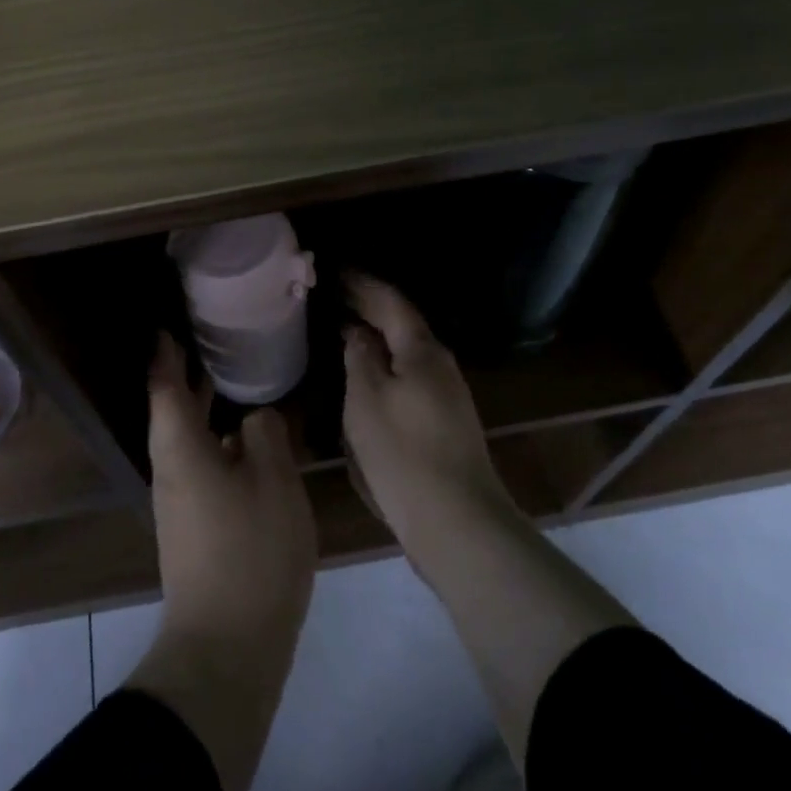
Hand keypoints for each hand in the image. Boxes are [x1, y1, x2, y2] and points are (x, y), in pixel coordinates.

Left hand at [126, 334, 316, 790]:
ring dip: (207, 408)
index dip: (167, 353)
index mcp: (181, 449)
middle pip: (174, 410)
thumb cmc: (251, 550)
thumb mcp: (273, 480)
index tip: (171, 324)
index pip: (166, 386)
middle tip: (214, 340)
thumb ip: (264, 435)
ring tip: (236, 379)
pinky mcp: (195, 525)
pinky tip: (248, 440)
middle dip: (189, 376)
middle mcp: (171, 469)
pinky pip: (203, 463)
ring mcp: (180, 501)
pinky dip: (219, 439)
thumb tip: (255, 416)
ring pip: (190, 439)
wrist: (227, 644)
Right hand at [342, 273, 517, 545]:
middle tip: (333, 295)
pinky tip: (366, 376)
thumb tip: (357, 333)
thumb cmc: (403, 453)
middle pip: (401, 324)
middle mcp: (439, 365)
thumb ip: (359, 359)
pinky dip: (384, 365)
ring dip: (376, 337)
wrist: (457, 521)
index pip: (390, 301)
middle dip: (369, 307)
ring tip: (343, 330)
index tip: (335, 270)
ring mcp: (446, 395)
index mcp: (421, 351)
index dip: (362, 284)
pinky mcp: (443, 422)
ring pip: (405, 352)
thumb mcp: (366, 400)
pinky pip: (408, 377)